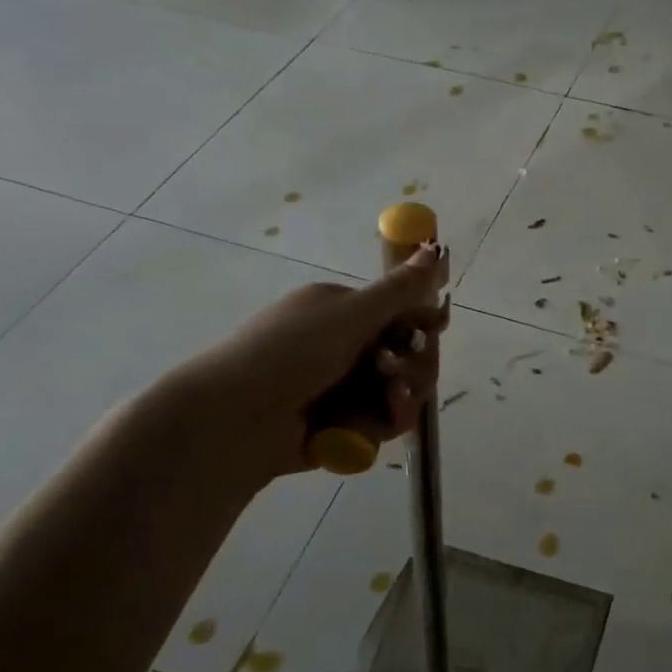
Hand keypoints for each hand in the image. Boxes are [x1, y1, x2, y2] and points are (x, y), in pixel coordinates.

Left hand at [158, 246, 449, 496]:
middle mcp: (343, 346)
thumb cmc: (291, 352)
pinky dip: (386, 420)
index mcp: (340, 311)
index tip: (435, 329)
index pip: (399, 312)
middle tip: (396, 371)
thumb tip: (433, 247)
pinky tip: (384, 421)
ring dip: (404, 394)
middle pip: (406, 354)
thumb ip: (399, 289)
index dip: (422, 322)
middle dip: (413, 364)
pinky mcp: (342, 424)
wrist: (237, 420)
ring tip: (391, 400)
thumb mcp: (350, 313)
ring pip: (399, 390)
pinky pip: (382, 420)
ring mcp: (342, 388)